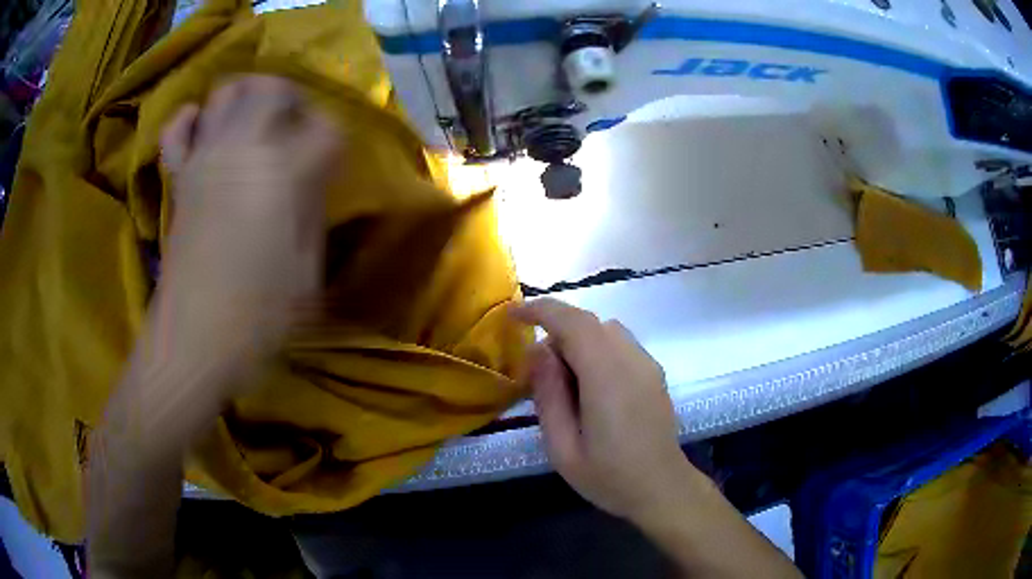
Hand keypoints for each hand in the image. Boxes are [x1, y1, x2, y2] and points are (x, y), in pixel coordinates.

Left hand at [156, 76, 341, 388]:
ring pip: (226, 92)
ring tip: (257, 119)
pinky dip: (190, 119)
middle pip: (271, 88)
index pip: (325, 127)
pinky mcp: (179, 178)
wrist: (196, 340)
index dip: (334, 139)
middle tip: (297, 126)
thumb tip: (309, 181)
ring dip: (247, 96)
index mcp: (284, 173)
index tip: (333, 161)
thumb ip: (311, 211)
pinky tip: (202, 127)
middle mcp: (243, 150)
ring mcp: (205, 159)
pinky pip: (177, 130)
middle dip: (292, 98)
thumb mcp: (308, 269)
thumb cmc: (260, 315)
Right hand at [513, 298, 706, 522]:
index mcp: (607, 376)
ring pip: (605, 330)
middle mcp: (631, 359)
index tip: (512, 316)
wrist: (662, 489)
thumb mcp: (562, 448)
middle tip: (537, 370)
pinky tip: (591, 387)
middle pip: (588, 322)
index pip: (572, 321)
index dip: (539, 310)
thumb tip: (537, 350)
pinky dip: (596, 349)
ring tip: (565, 381)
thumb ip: (548, 395)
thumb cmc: (609, 476)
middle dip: (556, 331)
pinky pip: (619, 343)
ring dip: (577, 340)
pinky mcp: (654, 372)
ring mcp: (647, 364)